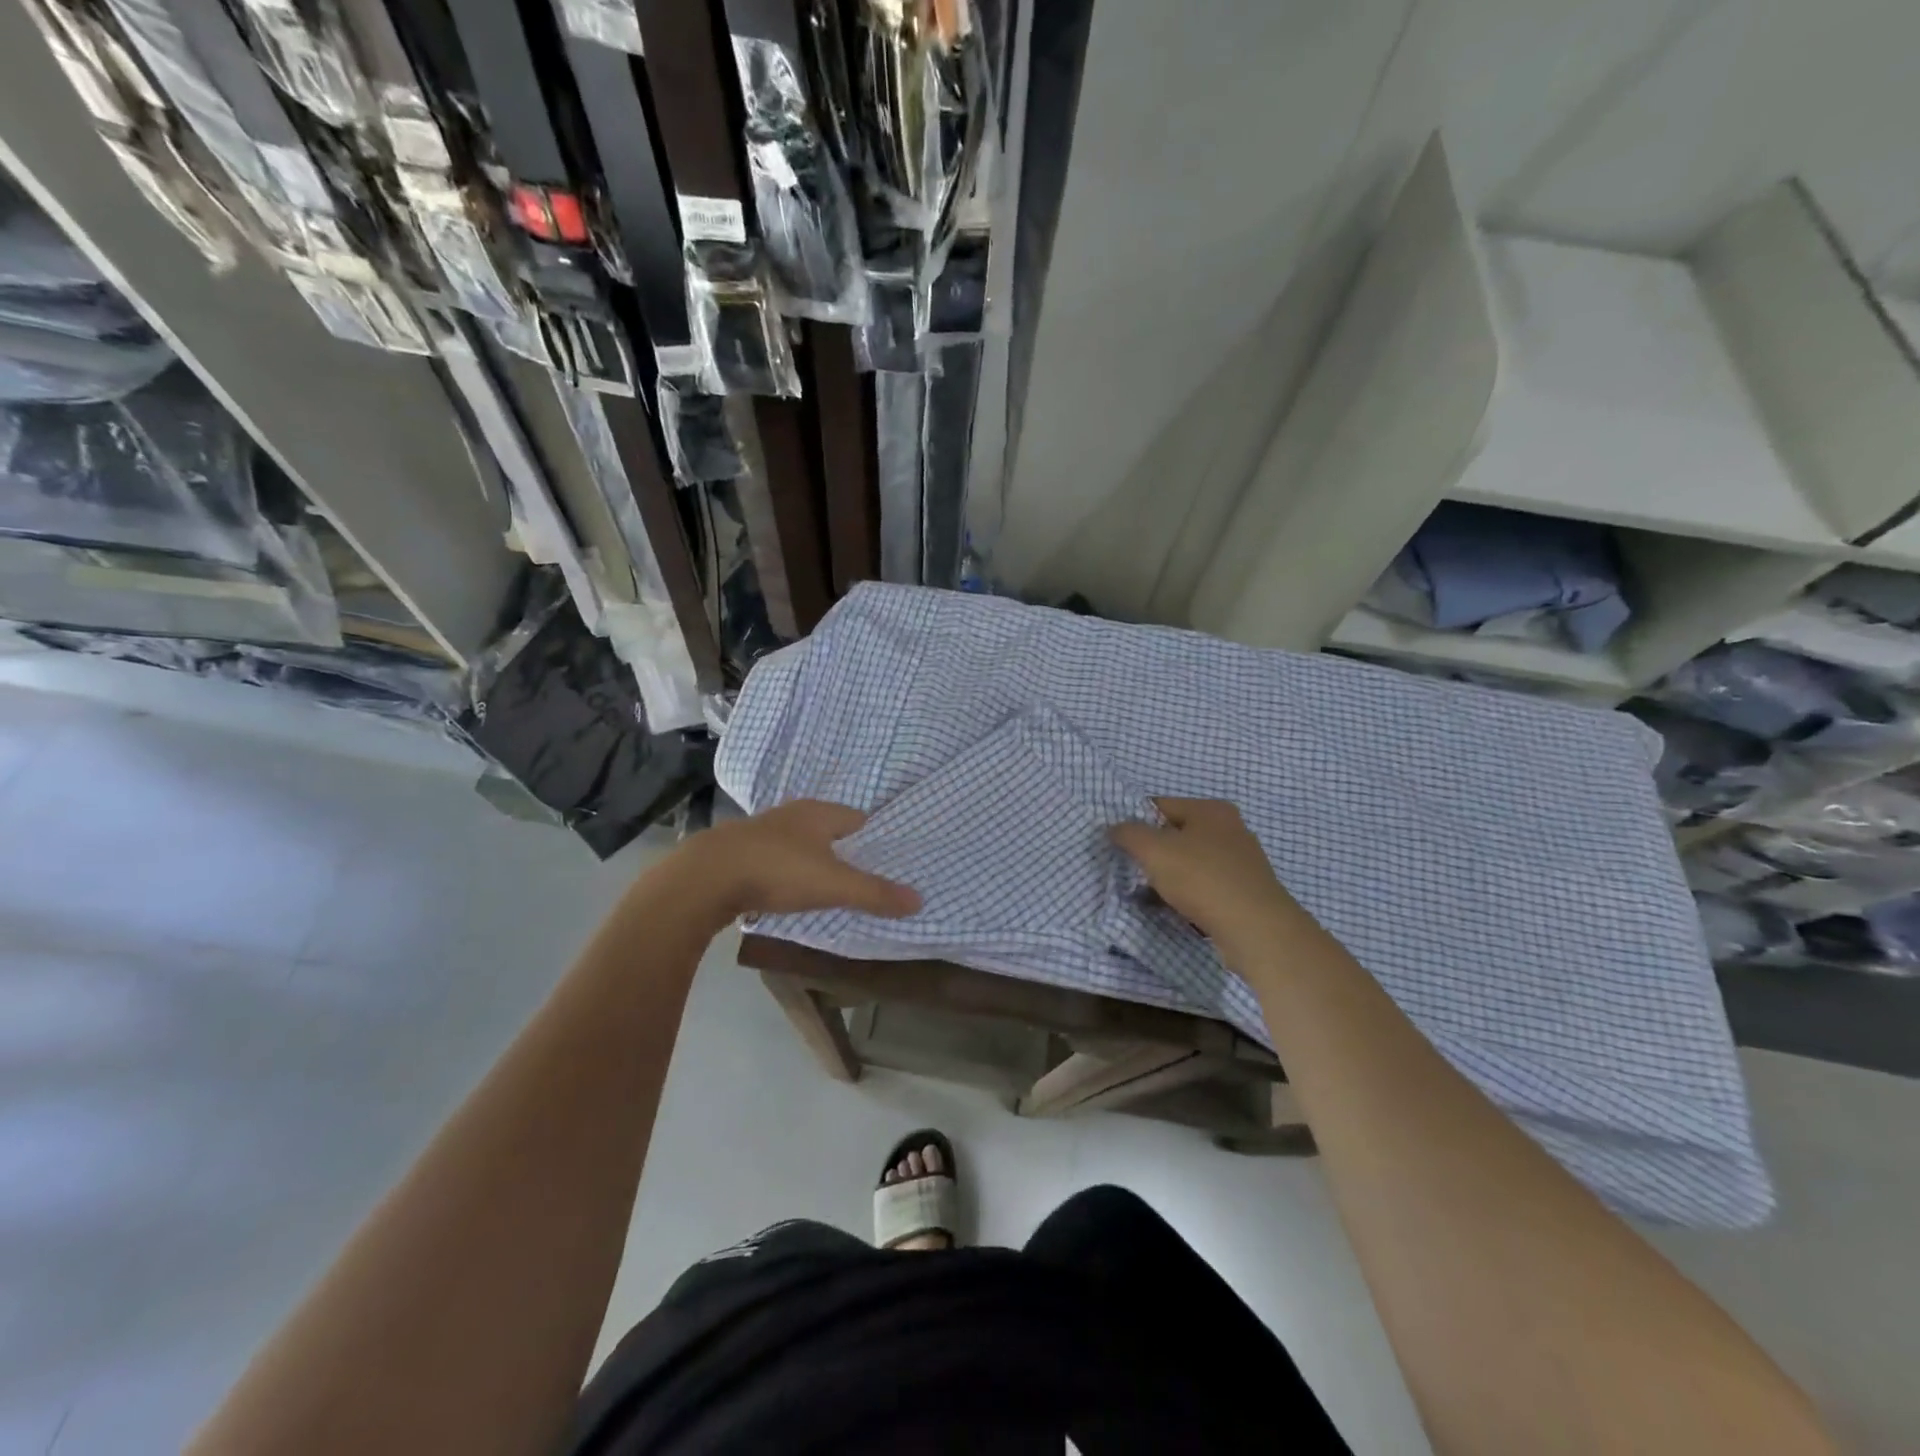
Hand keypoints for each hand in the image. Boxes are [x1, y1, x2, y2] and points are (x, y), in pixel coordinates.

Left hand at [666, 799, 920, 925]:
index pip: (860, 819)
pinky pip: (776, 857)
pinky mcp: (740, 850)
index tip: (889, 861)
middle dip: (846, 850)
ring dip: (814, 860)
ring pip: (801, 843)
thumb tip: (920, 900)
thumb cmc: (778, 870)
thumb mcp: (834, 885)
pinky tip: (787, 889)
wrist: (705, 877)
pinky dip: (787, 870)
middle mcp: (794, 813)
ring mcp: (764, 829)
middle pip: (830, 829)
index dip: (876, 839)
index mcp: (821, 812)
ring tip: (829, 886)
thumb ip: (875, 893)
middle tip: (864, 877)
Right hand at [1109, 798, 1306, 962]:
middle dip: (1153, 852)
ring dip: (1168, 876)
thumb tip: (1115, 829)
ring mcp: (1242, 861)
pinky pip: (1206, 885)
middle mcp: (1231, 829)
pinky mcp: (1245, 891)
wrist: (1255, 929)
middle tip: (1132, 870)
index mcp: (1211, 810)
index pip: (1161, 805)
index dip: (1135, 822)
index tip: (1119, 844)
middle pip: (1176, 834)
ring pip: (1191, 862)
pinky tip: (1175, 909)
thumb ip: (1129, 834)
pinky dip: (1188, 894)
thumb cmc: (1202, 879)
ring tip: (1149, 894)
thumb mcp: (1154, 851)